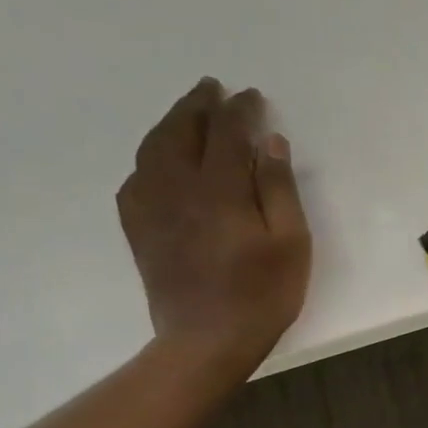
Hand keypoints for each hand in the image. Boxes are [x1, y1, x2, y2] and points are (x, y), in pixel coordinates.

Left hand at [116, 79, 310, 379]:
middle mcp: (177, 188)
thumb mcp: (290, 242)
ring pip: (153, 149)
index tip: (251, 96)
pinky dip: (150, 157)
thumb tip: (270, 143)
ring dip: (170, 124)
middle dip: (198, 106)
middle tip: (212, 87)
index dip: (240, 111)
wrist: (206, 340)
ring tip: (187, 112)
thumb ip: (279, 189)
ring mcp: (151, 208)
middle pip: (182, 132)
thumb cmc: (262, 293)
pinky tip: (159, 160)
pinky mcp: (139, 228)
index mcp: (219, 190)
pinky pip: (136, 177)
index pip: (228, 134)